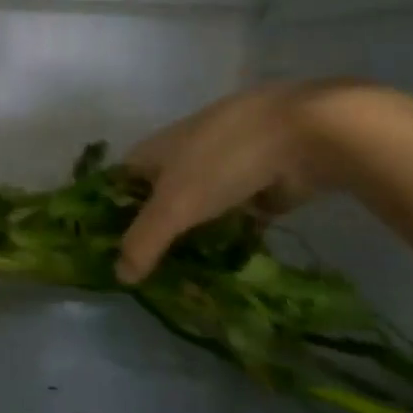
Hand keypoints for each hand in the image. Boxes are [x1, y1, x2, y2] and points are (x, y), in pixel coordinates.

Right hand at [117, 81, 357, 283]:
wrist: (303, 134)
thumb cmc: (222, 162)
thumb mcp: (173, 206)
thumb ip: (143, 242)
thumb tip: (119, 277)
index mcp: (154, 150)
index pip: (119, 183)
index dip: (110, 213)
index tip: (109, 250)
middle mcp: (183, 155)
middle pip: (158, 199)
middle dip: (155, 232)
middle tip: (149, 274)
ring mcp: (223, 167)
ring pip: (198, 209)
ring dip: (193, 237)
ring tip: (185, 278)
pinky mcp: (258, 182)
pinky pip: (234, 215)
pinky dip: (230, 236)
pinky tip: (225, 265)